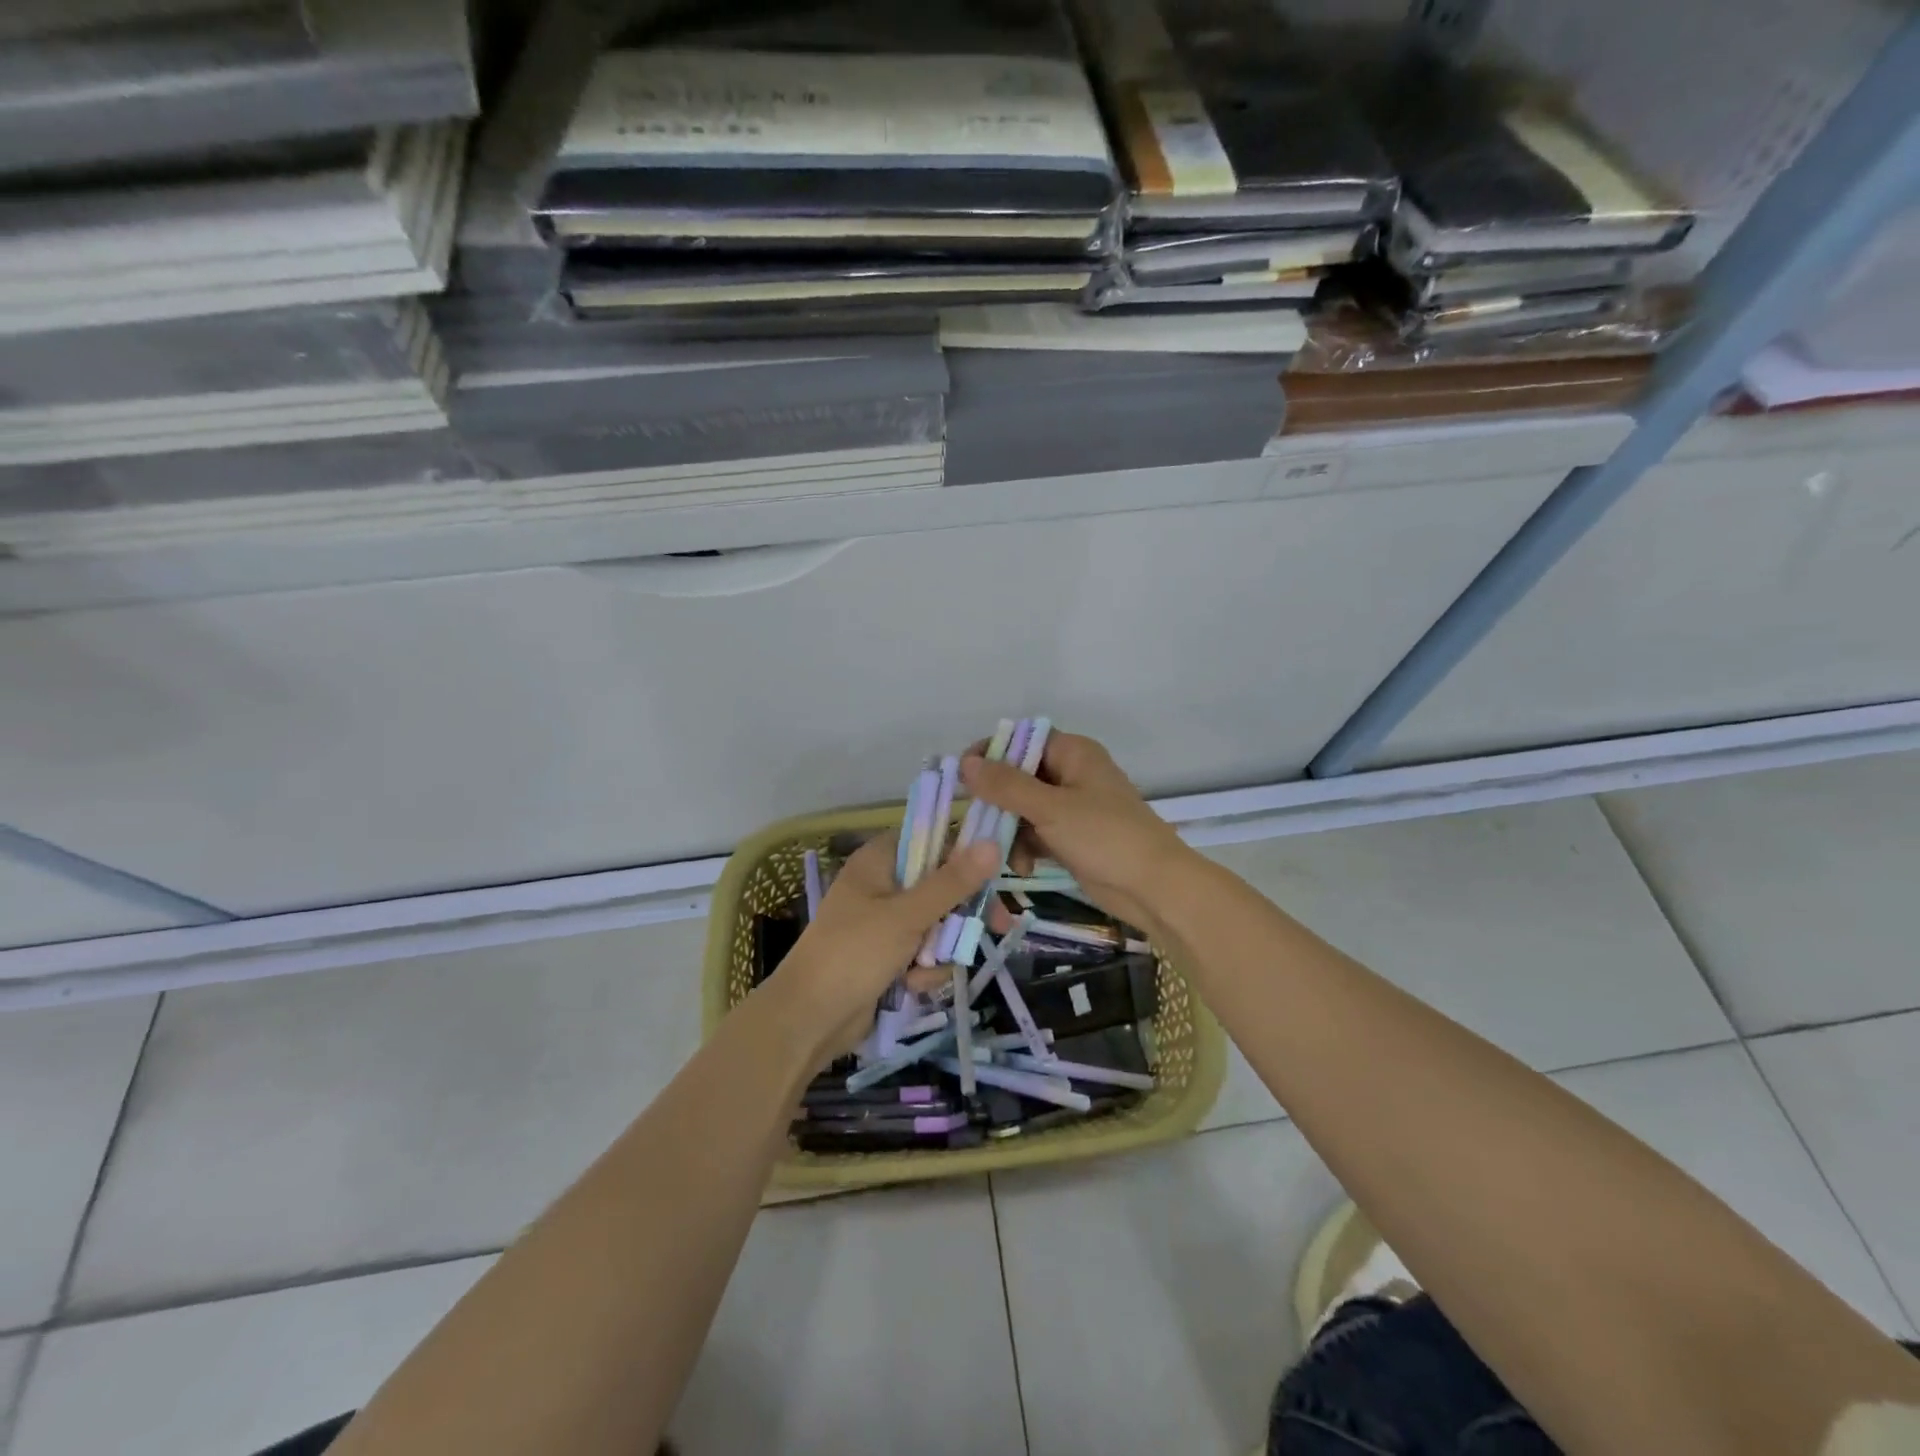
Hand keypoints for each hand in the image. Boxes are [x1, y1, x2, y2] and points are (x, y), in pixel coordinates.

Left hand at [772, 831, 999, 1058]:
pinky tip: (911, 985)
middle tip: (997, 925)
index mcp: (879, 860)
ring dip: (940, 948)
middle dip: (961, 913)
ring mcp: (885, 922)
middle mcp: (883, 885)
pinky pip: (924, 952)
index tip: (996, 872)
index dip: (965, 854)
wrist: (809, 1020)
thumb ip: (952, 882)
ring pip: (938, 923)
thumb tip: (991, 844)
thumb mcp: (907, 916)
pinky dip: (924, 969)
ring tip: (924, 967)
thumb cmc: (854, 954)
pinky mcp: (888, 955)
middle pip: (941, 885)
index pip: (932, 840)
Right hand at [961, 731, 1190, 933]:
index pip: (1023, 740)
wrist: (1154, 888)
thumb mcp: (1051, 809)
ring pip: (1023, 808)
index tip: (963, 776)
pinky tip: (1023, 867)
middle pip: (1019, 776)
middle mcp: (1072, 773)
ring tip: (1005, 855)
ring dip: (1010, 830)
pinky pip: (1036, 832)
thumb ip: (1006, 785)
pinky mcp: (1071, 837)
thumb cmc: (1105, 837)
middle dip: (998, 801)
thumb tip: (965, 762)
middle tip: (976, 823)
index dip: (992, 753)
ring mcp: (1072, 807)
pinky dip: (1026, 847)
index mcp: (1073, 753)